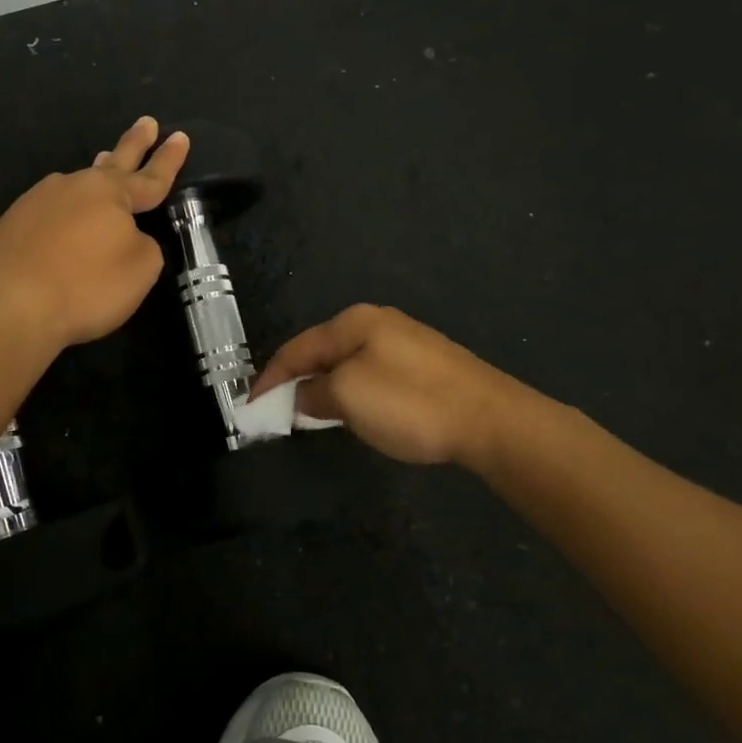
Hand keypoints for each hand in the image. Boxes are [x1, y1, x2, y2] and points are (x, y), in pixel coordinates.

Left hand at [0, 117, 188, 348]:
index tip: (180, 136)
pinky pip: (50, 211)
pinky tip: (62, 224)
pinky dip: (64, 213)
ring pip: (77, 185)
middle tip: (146, 122)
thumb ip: (144, 245)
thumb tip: (126, 236)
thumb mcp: (140, 270)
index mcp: (111, 194)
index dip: (168, 159)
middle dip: (134, 143)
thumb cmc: (85, 287)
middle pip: (113, 162)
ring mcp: (38, 201)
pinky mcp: (12, 223)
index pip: (151, 176)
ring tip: (105, 166)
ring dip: (95, 176)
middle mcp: (74, 187)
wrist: (7, 306)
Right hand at [251, 304, 531, 465]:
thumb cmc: (410, 403)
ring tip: (308, 413)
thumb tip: (302, 397)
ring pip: (348, 364)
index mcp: (354, 322)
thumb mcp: (347, 396)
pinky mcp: (426, 366)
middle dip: (297, 379)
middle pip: (322, 351)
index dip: (270, 377)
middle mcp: (378, 323)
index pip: (298, 348)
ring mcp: (405, 343)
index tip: (250, 405)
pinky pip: (372, 374)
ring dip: (324, 387)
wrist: (492, 420)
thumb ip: (314, 393)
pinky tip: (353, 411)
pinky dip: (351, 392)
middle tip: (276, 409)